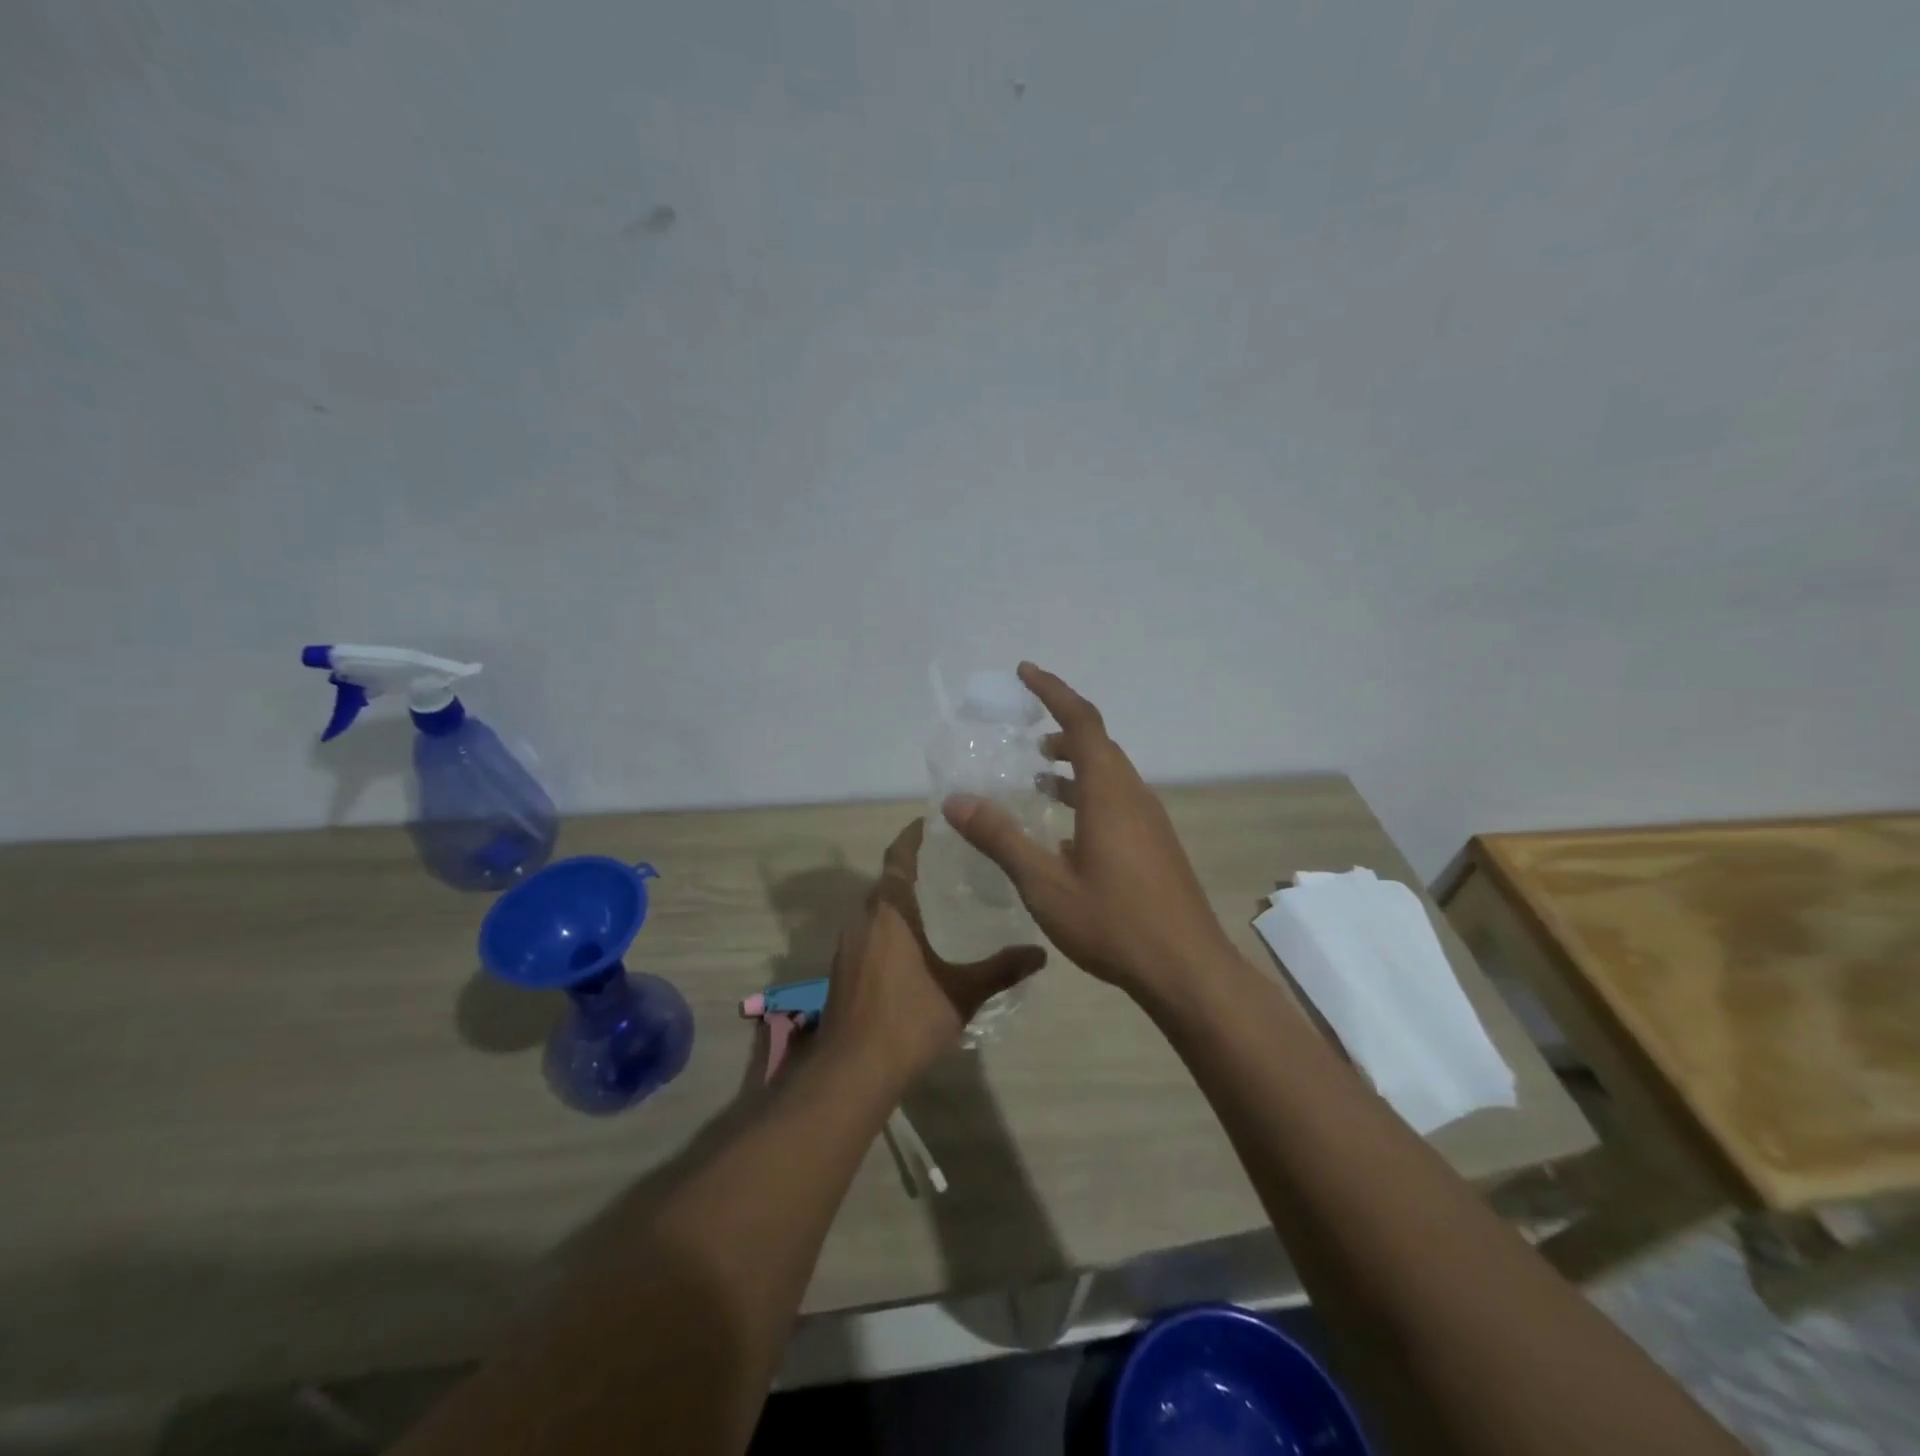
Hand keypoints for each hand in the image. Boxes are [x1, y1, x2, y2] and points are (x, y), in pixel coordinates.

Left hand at [819, 819, 1046, 1084]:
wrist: (852, 1070)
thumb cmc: (908, 1020)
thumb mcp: (963, 993)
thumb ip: (1002, 969)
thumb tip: (1041, 953)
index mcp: (890, 912)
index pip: (898, 857)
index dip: (913, 835)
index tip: (935, 821)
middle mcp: (864, 918)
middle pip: (887, 879)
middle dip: (913, 868)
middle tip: (950, 862)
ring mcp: (848, 943)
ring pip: (876, 907)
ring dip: (900, 898)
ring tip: (937, 900)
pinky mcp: (842, 967)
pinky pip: (868, 930)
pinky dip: (889, 925)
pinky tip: (913, 944)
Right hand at [942, 662, 1231, 999]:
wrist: (1186, 969)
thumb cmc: (1114, 922)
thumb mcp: (1044, 883)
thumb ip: (1000, 838)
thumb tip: (956, 801)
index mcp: (1108, 792)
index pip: (1081, 721)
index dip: (1053, 691)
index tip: (1024, 672)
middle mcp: (1132, 795)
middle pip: (1097, 743)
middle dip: (1061, 727)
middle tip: (1024, 730)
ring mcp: (1149, 820)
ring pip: (1108, 773)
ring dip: (1074, 763)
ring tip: (1038, 773)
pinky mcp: (1155, 844)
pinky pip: (1116, 799)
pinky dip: (1086, 793)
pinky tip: (1064, 829)